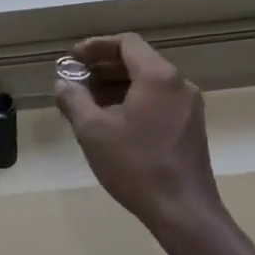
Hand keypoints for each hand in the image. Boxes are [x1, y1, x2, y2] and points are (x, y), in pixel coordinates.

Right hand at [54, 34, 235, 254]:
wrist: (182, 211)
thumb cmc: (135, 164)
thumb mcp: (92, 130)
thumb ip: (74, 99)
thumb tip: (63, 84)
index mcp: (158, 76)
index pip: (126, 43)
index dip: (96, 46)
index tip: (72, 59)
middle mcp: (179, 84)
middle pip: (138, 61)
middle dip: (103, 67)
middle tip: (75, 81)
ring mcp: (189, 107)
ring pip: (148, 83)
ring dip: (116, 86)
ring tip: (88, 103)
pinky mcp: (191, 127)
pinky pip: (158, 101)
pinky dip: (133, 101)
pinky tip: (112, 122)